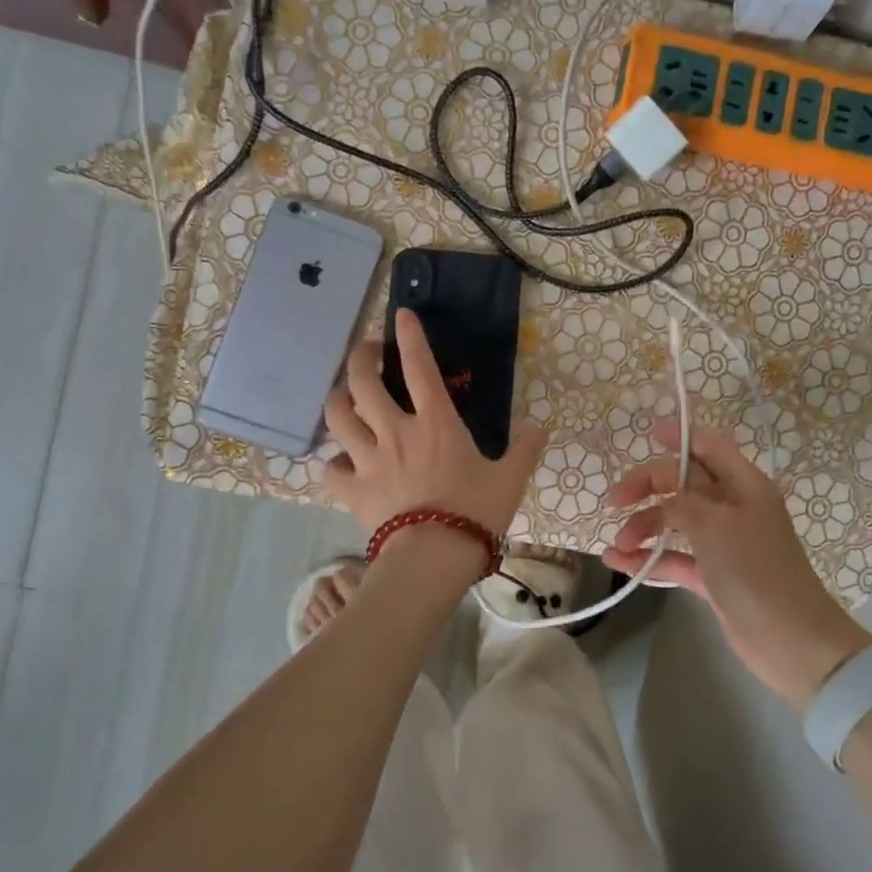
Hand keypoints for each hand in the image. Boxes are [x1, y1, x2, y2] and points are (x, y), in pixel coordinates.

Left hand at [322, 308, 546, 538]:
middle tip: (369, 353)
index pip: (420, 368)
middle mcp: (396, 432)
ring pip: (337, 416)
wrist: (434, 557)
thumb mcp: (509, 479)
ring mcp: (369, 459)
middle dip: (361, 358)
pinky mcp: (353, 489)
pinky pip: (331, 468)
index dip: (410, 337)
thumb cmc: (475, 513)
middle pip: (362, 382)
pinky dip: (333, 461)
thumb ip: (524, 450)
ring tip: (344, 397)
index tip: (401, 314)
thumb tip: (541, 427)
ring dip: (338, 400)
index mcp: (436, 423)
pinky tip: (341, 462)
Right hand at [603, 418, 870, 709]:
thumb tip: (662, 499)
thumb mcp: (715, 525)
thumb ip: (682, 502)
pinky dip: (648, 558)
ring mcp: (722, 543)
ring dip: (643, 527)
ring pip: (674, 521)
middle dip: (648, 487)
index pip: (709, 447)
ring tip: (617, 545)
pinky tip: (619, 562)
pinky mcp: (712, 576)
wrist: (790, 642)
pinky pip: (674, 557)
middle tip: (615, 501)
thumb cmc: (755, 571)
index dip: (681, 436)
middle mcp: (733, 508)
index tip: (648, 434)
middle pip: (683, 483)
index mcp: (743, 485)